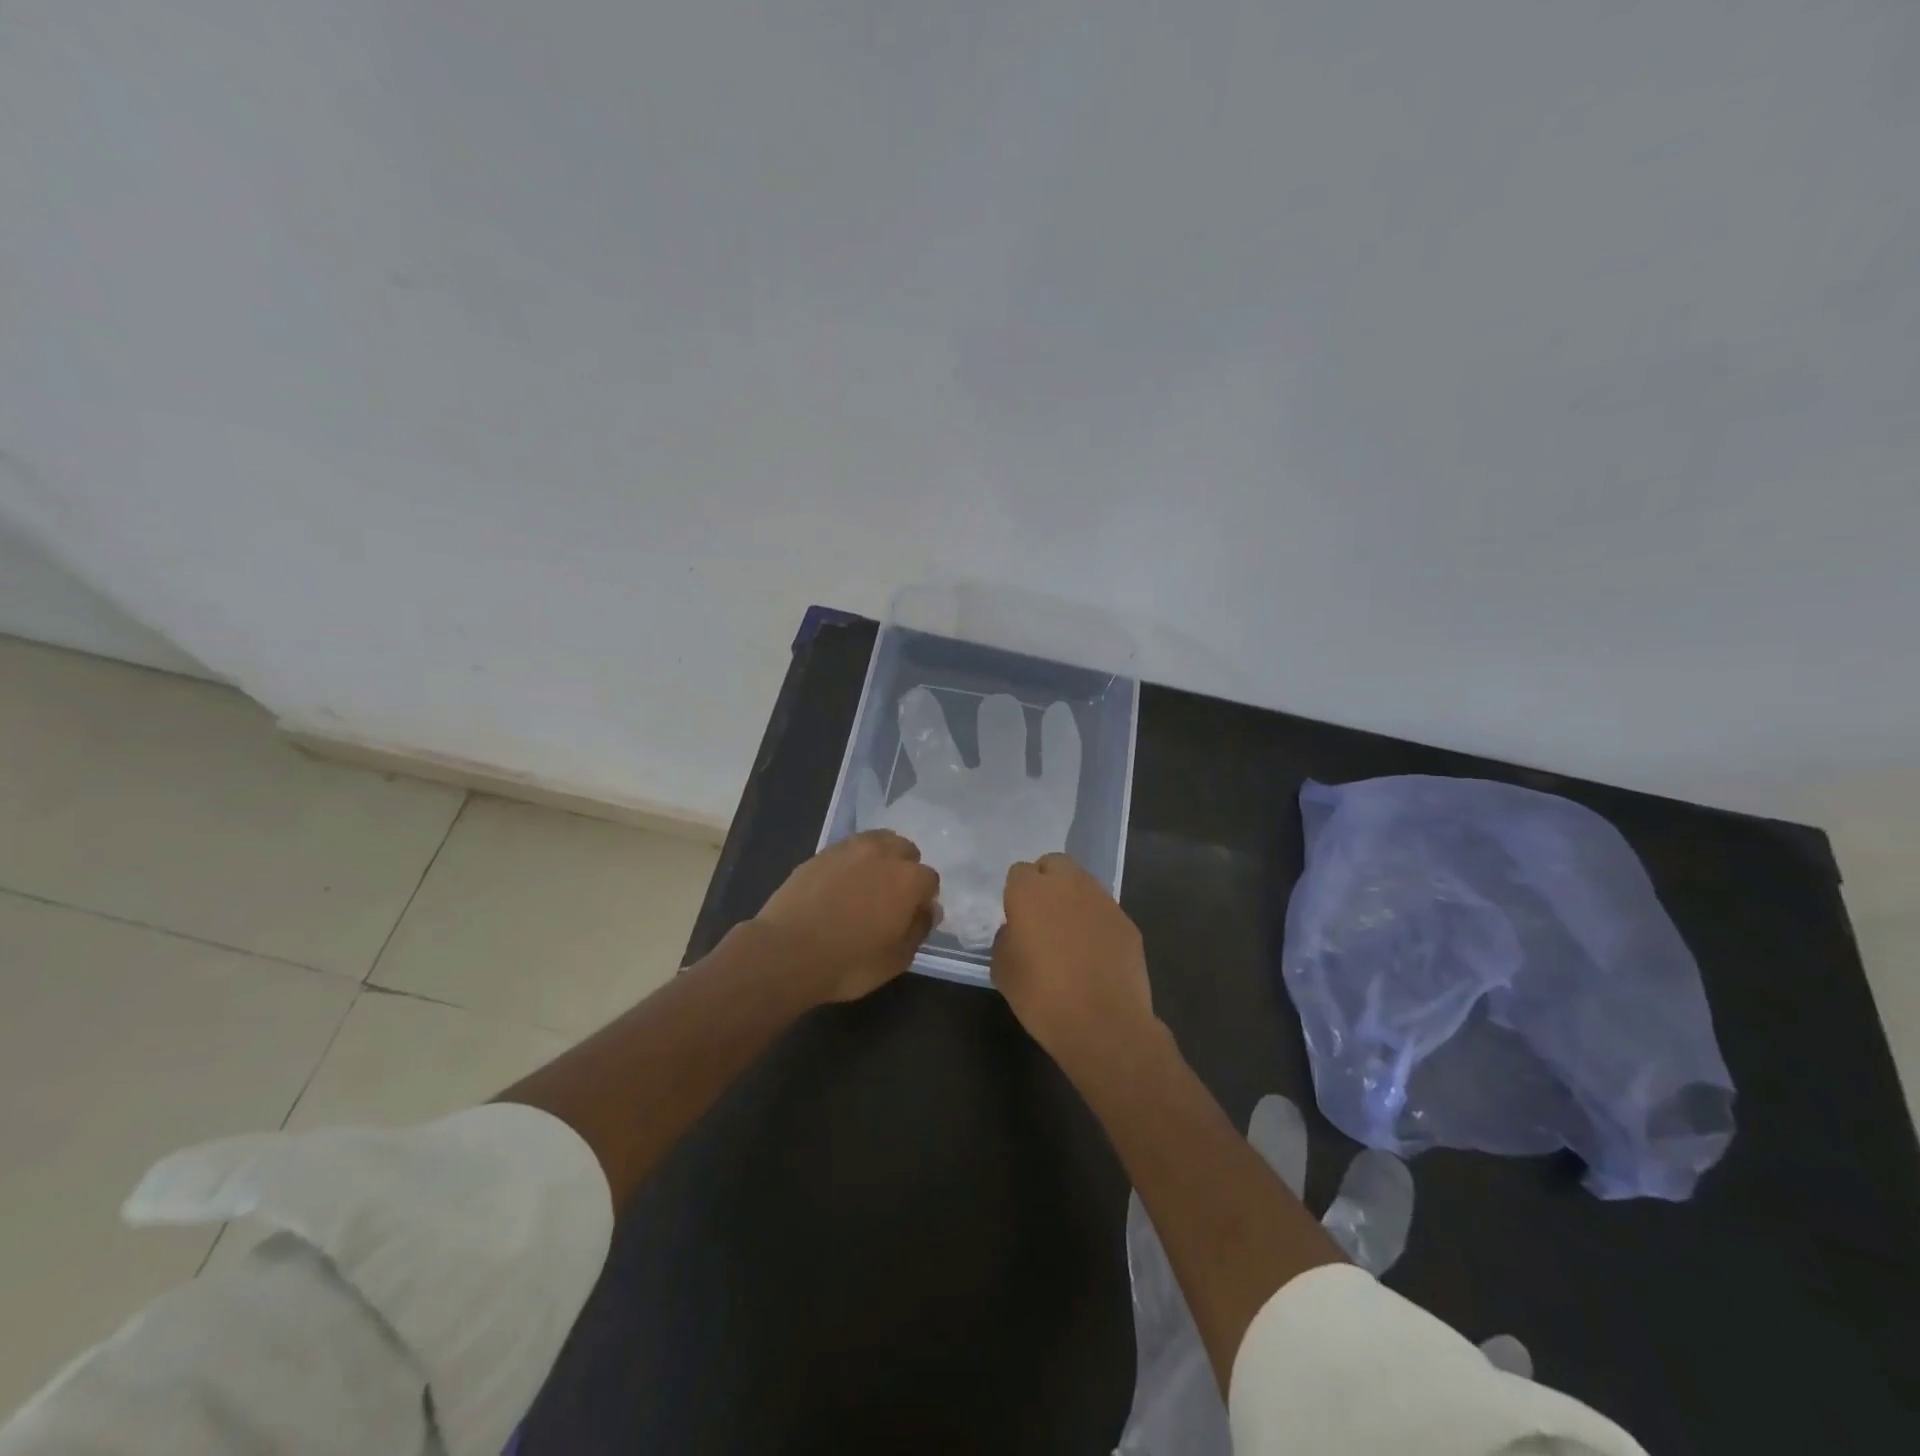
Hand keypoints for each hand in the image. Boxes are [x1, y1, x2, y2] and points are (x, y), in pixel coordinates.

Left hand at [753, 830, 941, 1003]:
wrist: (786, 952)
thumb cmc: (849, 963)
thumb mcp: (896, 960)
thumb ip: (918, 930)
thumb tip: (928, 910)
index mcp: (909, 879)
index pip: (930, 880)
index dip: (923, 899)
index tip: (912, 916)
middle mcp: (883, 854)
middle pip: (905, 850)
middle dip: (904, 869)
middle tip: (890, 897)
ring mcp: (849, 849)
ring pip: (877, 841)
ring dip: (880, 858)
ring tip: (867, 884)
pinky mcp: (821, 853)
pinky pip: (847, 849)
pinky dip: (851, 862)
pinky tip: (840, 884)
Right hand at [991, 852, 1153, 1064]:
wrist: (1104, 1024)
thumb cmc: (1042, 997)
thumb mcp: (1003, 970)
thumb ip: (1006, 938)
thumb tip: (1017, 930)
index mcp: (1030, 891)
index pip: (1019, 872)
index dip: (1016, 893)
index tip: (1016, 918)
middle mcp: (1067, 884)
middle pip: (1054, 864)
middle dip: (1047, 881)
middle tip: (1042, 916)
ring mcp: (1102, 900)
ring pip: (1082, 883)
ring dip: (1072, 899)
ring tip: (1069, 935)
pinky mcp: (1126, 920)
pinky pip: (1104, 910)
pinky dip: (1096, 922)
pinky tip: (1094, 953)